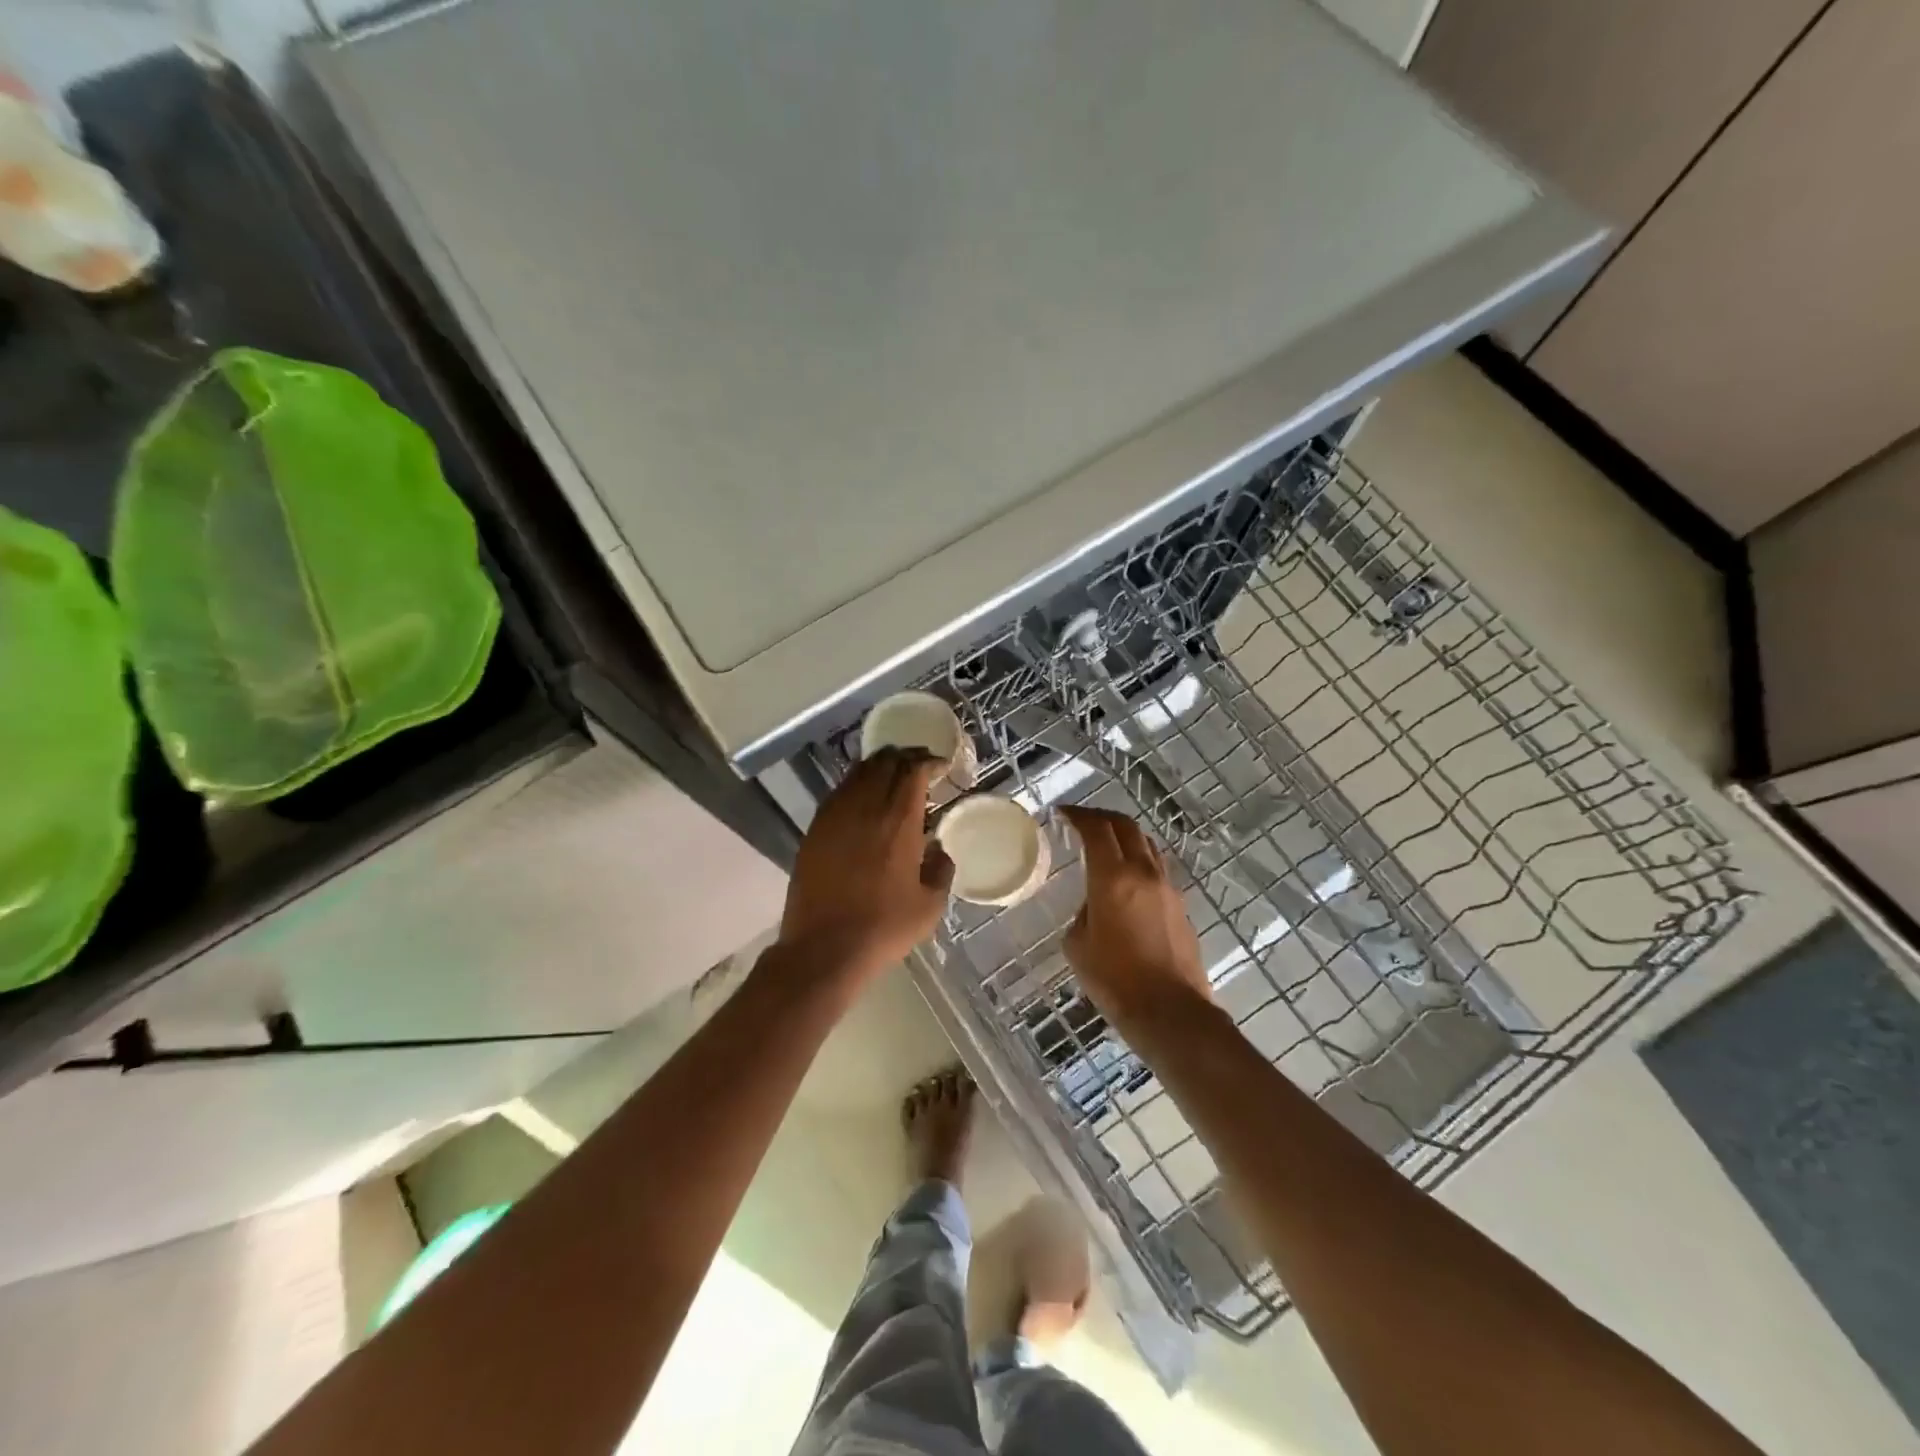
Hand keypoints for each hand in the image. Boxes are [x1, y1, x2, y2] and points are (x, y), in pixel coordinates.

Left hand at [778, 749, 954, 980]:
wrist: (824, 947)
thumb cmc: (884, 927)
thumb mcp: (930, 905)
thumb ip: (941, 869)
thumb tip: (938, 849)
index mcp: (899, 821)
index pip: (914, 771)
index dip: (929, 762)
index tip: (940, 766)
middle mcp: (866, 807)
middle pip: (885, 762)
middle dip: (905, 756)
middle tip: (919, 765)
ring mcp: (835, 815)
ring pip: (859, 772)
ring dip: (879, 766)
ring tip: (892, 775)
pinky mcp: (815, 828)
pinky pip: (839, 792)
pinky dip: (856, 784)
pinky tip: (864, 799)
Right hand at [1061, 805, 1210, 1028]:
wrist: (1170, 1011)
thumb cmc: (1115, 980)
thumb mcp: (1077, 945)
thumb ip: (1083, 912)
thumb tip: (1095, 903)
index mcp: (1113, 878)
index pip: (1096, 829)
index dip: (1077, 815)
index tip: (1062, 814)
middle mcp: (1144, 873)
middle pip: (1126, 826)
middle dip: (1102, 817)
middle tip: (1083, 821)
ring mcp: (1167, 887)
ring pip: (1147, 844)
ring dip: (1124, 836)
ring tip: (1106, 845)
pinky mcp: (1181, 906)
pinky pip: (1157, 869)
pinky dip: (1139, 861)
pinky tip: (1127, 879)